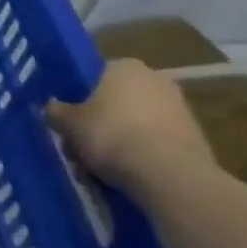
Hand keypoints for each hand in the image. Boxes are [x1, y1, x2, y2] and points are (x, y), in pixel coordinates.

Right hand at [48, 58, 213, 198]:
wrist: (171, 176)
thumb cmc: (112, 135)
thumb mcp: (69, 123)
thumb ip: (56, 112)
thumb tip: (52, 110)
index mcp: (126, 67)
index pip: (94, 76)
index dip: (77, 99)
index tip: (69, 120)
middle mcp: (156, 81)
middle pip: (114, 104)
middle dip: (95, 128)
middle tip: (77, 151)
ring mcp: (180, 112)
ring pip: (133, 127)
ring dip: (114, 147)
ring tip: (95, 173)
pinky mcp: (194, 142)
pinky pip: (154, 146)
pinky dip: (138, 159)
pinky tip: (121, 180)